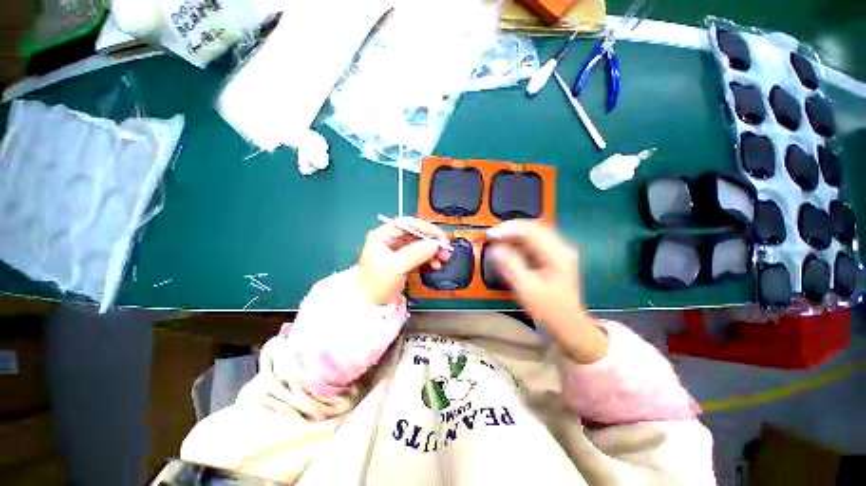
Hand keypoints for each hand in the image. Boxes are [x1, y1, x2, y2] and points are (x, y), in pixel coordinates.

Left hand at [357, 217, 450, 305]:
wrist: (370, 305)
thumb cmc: (376, 284)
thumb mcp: (396, 266)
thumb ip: (416, 253)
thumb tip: (435, 244)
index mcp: (382, 236)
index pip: (406, 223)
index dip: (424, 228)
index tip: (438, 235)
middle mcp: (390, 241)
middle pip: (415, 234)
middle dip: (431, 241)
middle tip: (444, 248)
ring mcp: (396, 252)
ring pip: (419, 245)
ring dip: (432, 251)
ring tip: (443, 259)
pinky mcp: (402, 262)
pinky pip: (418, 256)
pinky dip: (428, 259)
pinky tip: (435, 265)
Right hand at [487, 220, 607, 362]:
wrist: (569, 327)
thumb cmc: (550, 310)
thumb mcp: (528, 289)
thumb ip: (511, 266)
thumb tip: (494, 249)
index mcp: (558, 254)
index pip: (531, 231)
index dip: (509, 230)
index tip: (490, 235)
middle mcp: (560, 249)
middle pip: (533, 229)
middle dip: (510, 230)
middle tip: (492, 236)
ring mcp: (557, 253)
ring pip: (532, 235)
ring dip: (513, 236)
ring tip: (496, 241)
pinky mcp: (551, 259)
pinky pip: (532, 245)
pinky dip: (518, 244)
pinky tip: (508, 249)